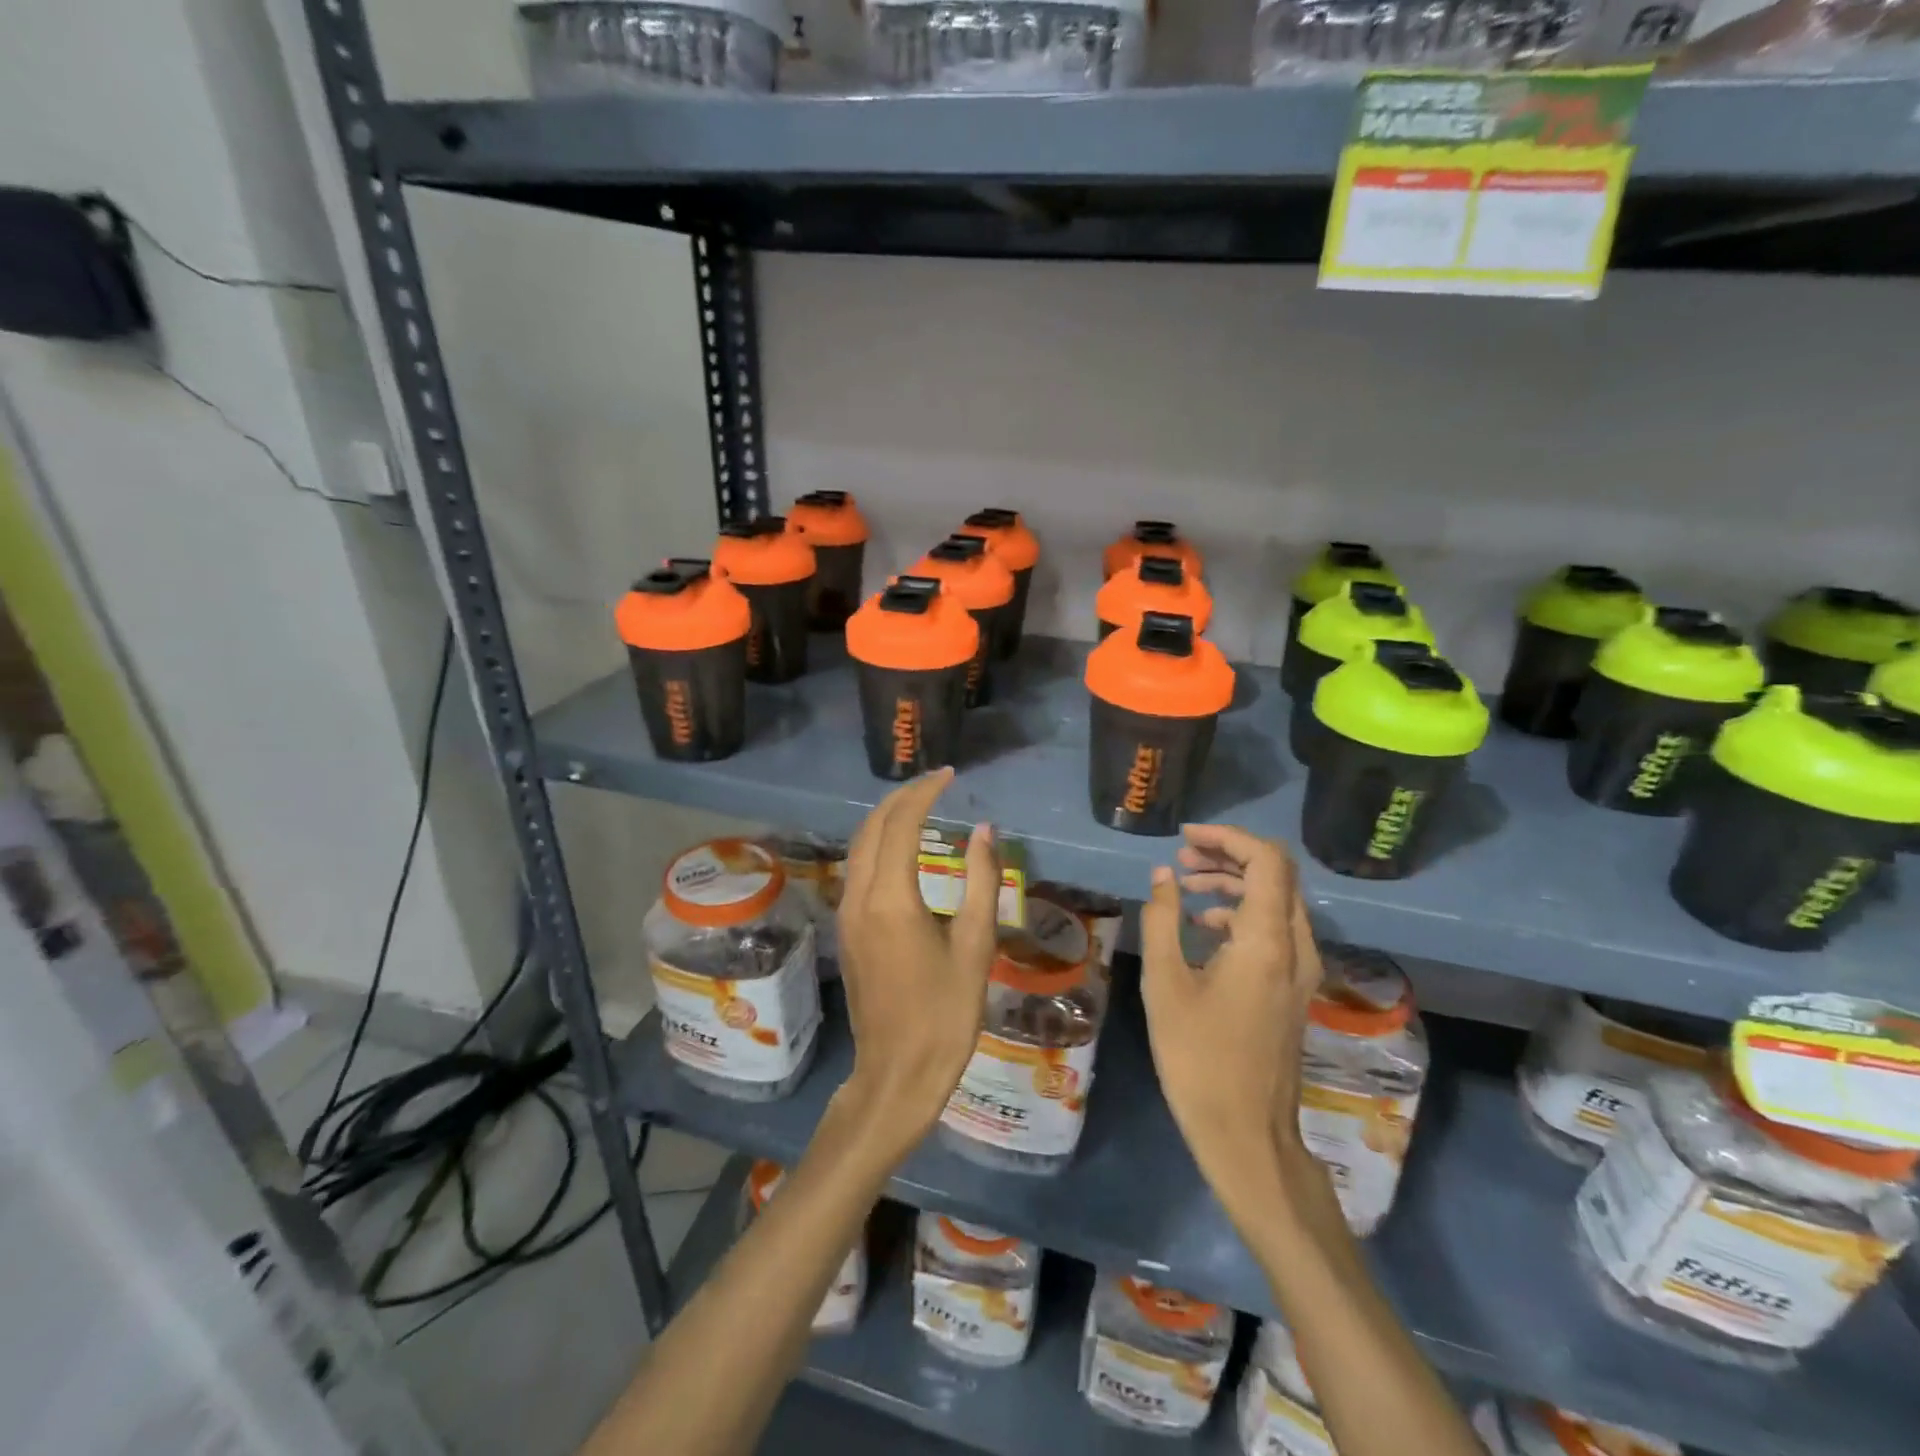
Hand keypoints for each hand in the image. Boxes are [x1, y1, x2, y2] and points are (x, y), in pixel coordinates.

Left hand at [832, 769, 999, 1157]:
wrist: (896, 1074)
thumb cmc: (944, 1015)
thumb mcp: (974, 947)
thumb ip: (980, 882)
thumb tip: (984, 831)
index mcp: (891, 899)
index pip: (902, 824)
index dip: (925, 793)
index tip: (949, 776)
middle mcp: (859, 897)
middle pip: (872, 827)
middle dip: (902, 797)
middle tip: (936, 783)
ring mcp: (847, 913)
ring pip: (859, 845)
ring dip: (886, 817)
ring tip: (920, 804)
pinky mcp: (846, 929)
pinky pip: (857, 867)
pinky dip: (877, 842)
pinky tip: (901, 846)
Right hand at [1140, 825, 1323, 1204]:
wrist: (1246, 1133)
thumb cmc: (1199, 1058)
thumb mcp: (1166, 984)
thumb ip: (1162, 920)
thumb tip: (1161, 876)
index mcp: (1267, 941)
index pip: (1266, 861)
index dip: (1228, 837)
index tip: (1186, 837)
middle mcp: (1296, 947)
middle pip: (1276, 875)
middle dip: (1228, 855)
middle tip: (1181, 857)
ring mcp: (1300, 970)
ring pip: (1277, 901)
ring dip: (1234, 882)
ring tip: (1185, 883)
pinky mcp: (1293, 988)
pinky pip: (1275, 929)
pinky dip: (1242, 912)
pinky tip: (1204, 924)